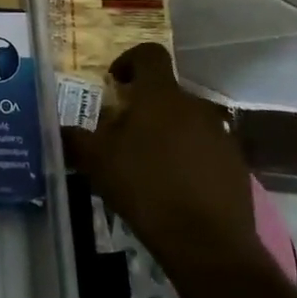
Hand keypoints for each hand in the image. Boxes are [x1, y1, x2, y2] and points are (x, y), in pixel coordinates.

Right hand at [62, 43, 254, 265]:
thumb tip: (60, 128)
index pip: (149, 54)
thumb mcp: (98, 163)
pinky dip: (189, 158)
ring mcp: (220, 134)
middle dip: (145, 107)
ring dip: (167, 133)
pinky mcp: (236, 164)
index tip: (115, 82)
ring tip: (149, 165)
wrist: (208, 243)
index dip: (130, 60)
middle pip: (166, 93)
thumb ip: (76, 139)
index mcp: (161, 95)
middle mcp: (194, 105)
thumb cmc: (146, 188)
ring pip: (186, 121)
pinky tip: (175, 188)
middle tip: (124, 134)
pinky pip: (206, 149)